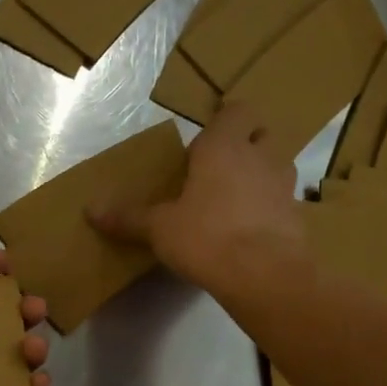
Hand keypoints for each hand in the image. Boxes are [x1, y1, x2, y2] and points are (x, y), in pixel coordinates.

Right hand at [88, 102, 306, 295]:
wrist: (263, 274)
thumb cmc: (206, 237)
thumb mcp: (159, 228)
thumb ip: (128, 217)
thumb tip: (90, 210)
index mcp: (224, 147)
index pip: (236, 110)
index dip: (223, 121)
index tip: (203, 143)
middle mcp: (260, 157)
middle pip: (262, 133)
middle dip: (245, 144)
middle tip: (218, 170)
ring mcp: (284, 186)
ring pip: (276, 166)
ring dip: (259, 176)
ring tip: (234, 202)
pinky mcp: (296, 216)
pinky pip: (281, 201)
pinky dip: (268, 209)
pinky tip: (248, 232)